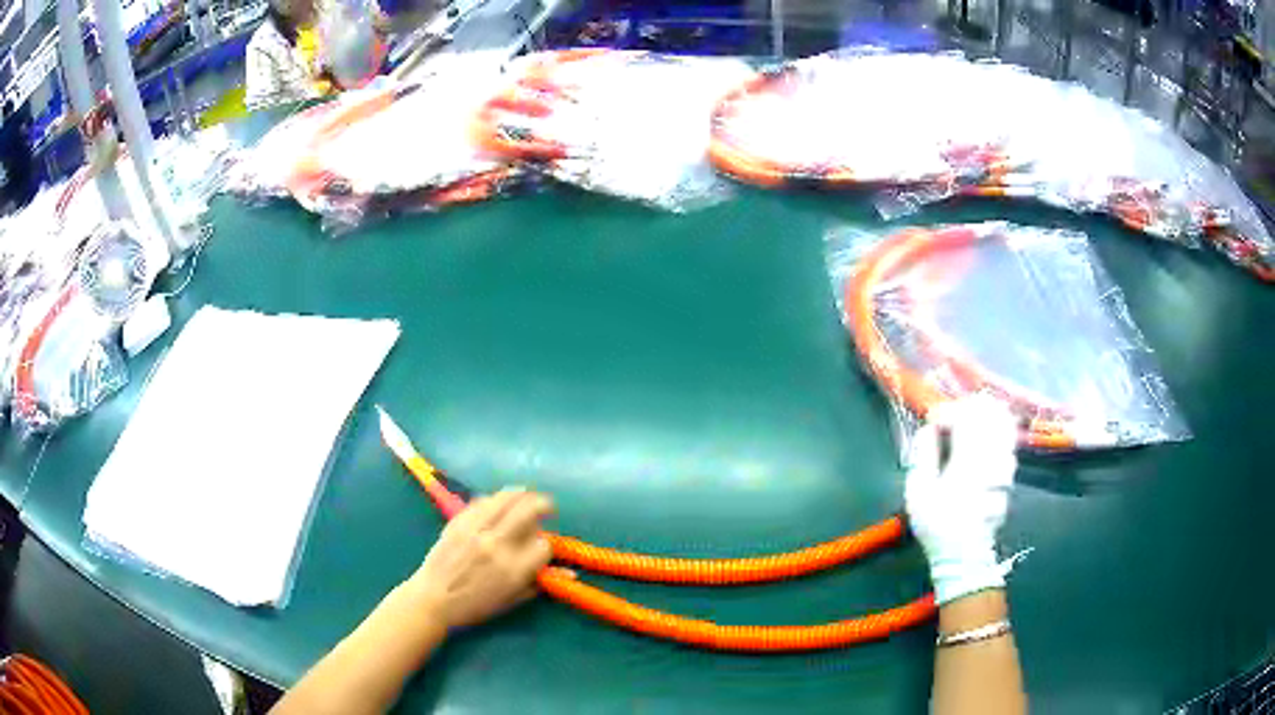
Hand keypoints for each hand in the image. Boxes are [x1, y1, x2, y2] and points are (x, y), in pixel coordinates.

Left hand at [407, 488, 554, 630]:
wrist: (433, 599)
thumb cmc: (475, 606)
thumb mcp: (512, 600)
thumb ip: (540, 583)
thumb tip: (570, 573)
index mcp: (514, 570)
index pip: (544, 544)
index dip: (546, 545)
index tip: (541, 547)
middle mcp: (498, 545)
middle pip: (529, 510)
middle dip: (544, 505)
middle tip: (547, 507)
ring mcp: (476, 530)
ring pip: (507, 498)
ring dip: (522, 494)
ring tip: (527, 496)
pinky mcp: (459, 522)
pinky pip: (483, 501)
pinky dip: (495, 499)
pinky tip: (499, 503)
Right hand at [905, 395, 1017, 604]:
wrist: (964, 554)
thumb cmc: (937, 523)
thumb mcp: (918, 491)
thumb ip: (923, 455)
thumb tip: (928, 429)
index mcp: (967, 458)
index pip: (965, 417)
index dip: (948, 411)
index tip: (933, 419)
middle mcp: (991, 456)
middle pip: (991, 414)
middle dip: (971, 407)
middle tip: (955, 413)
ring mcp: (1004, 465)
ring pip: (1004, 426)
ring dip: (986, 417)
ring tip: (970, 421)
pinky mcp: (1009, 475)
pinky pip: (1008, 442)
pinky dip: (998, 432)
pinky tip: (986, 438)